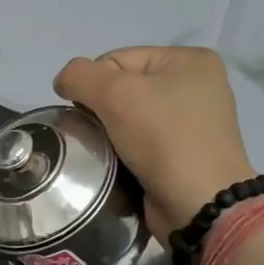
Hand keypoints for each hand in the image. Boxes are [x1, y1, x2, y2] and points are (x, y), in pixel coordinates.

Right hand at [53, 46, 255, 236]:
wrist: (199, 205)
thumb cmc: (163, 139)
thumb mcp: (115, 93)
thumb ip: (79, 75)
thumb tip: (64, 82)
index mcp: (189, 60)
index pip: (117, 59)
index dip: (94, 84)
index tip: (90, 114)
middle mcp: (195, 86)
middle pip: (122, 88)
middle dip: (100, 109)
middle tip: (97, 135)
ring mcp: (191, 122)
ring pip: (127, 117)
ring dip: (108, 133)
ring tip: (105, 152)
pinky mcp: (182, 154)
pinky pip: (138, 142)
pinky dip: (122, 151)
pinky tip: (117, 164)